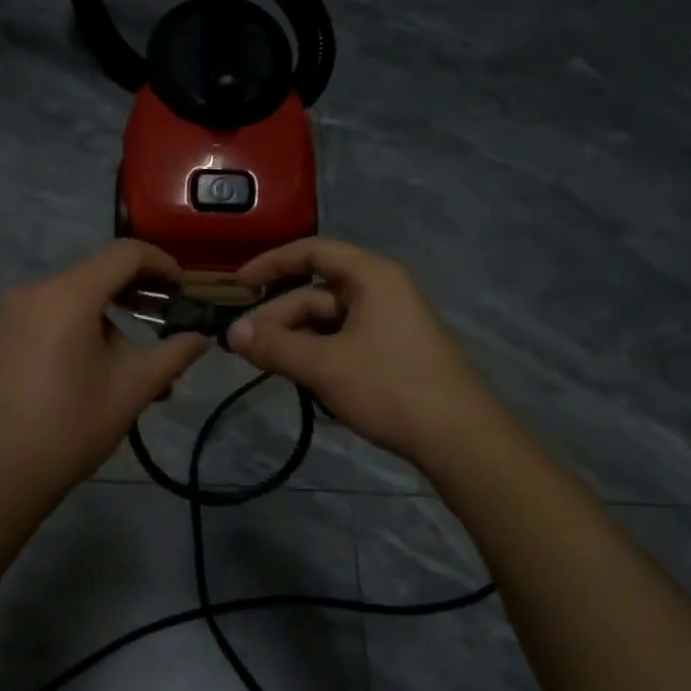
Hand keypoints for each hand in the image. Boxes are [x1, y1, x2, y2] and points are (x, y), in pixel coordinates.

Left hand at [0, 241, 209, 503]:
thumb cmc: (71, 426)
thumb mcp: (133, 389)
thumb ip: (174, 354)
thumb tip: (202, 337)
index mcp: (68, 294)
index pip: (124, 254)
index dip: (162, 264)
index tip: (184, 290)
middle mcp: (34, 290)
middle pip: (97, 275)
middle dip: (137, 295)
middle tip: (166, 324)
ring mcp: (9, 312)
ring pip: (73, 298)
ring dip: (108, 319)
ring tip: (132, 365)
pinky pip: (48, 315)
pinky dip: (78, 327)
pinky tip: (92, 368)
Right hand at [226, 238, 500, 465]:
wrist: (460, 438)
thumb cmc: (391, 387)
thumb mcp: (324, 366)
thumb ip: (274, 346)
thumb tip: (230, 333)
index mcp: (370, 276)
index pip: (312, 252)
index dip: (270, 264)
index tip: (236, 287)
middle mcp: (381, 290)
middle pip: (316, 294)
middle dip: (279, 318)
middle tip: (245, 349)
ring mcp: (389, 322)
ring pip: (328, 323)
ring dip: (297, 342)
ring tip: (270, 370)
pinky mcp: (393, 352)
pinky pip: (344, 343)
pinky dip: (319, 357)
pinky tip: (305, 384)